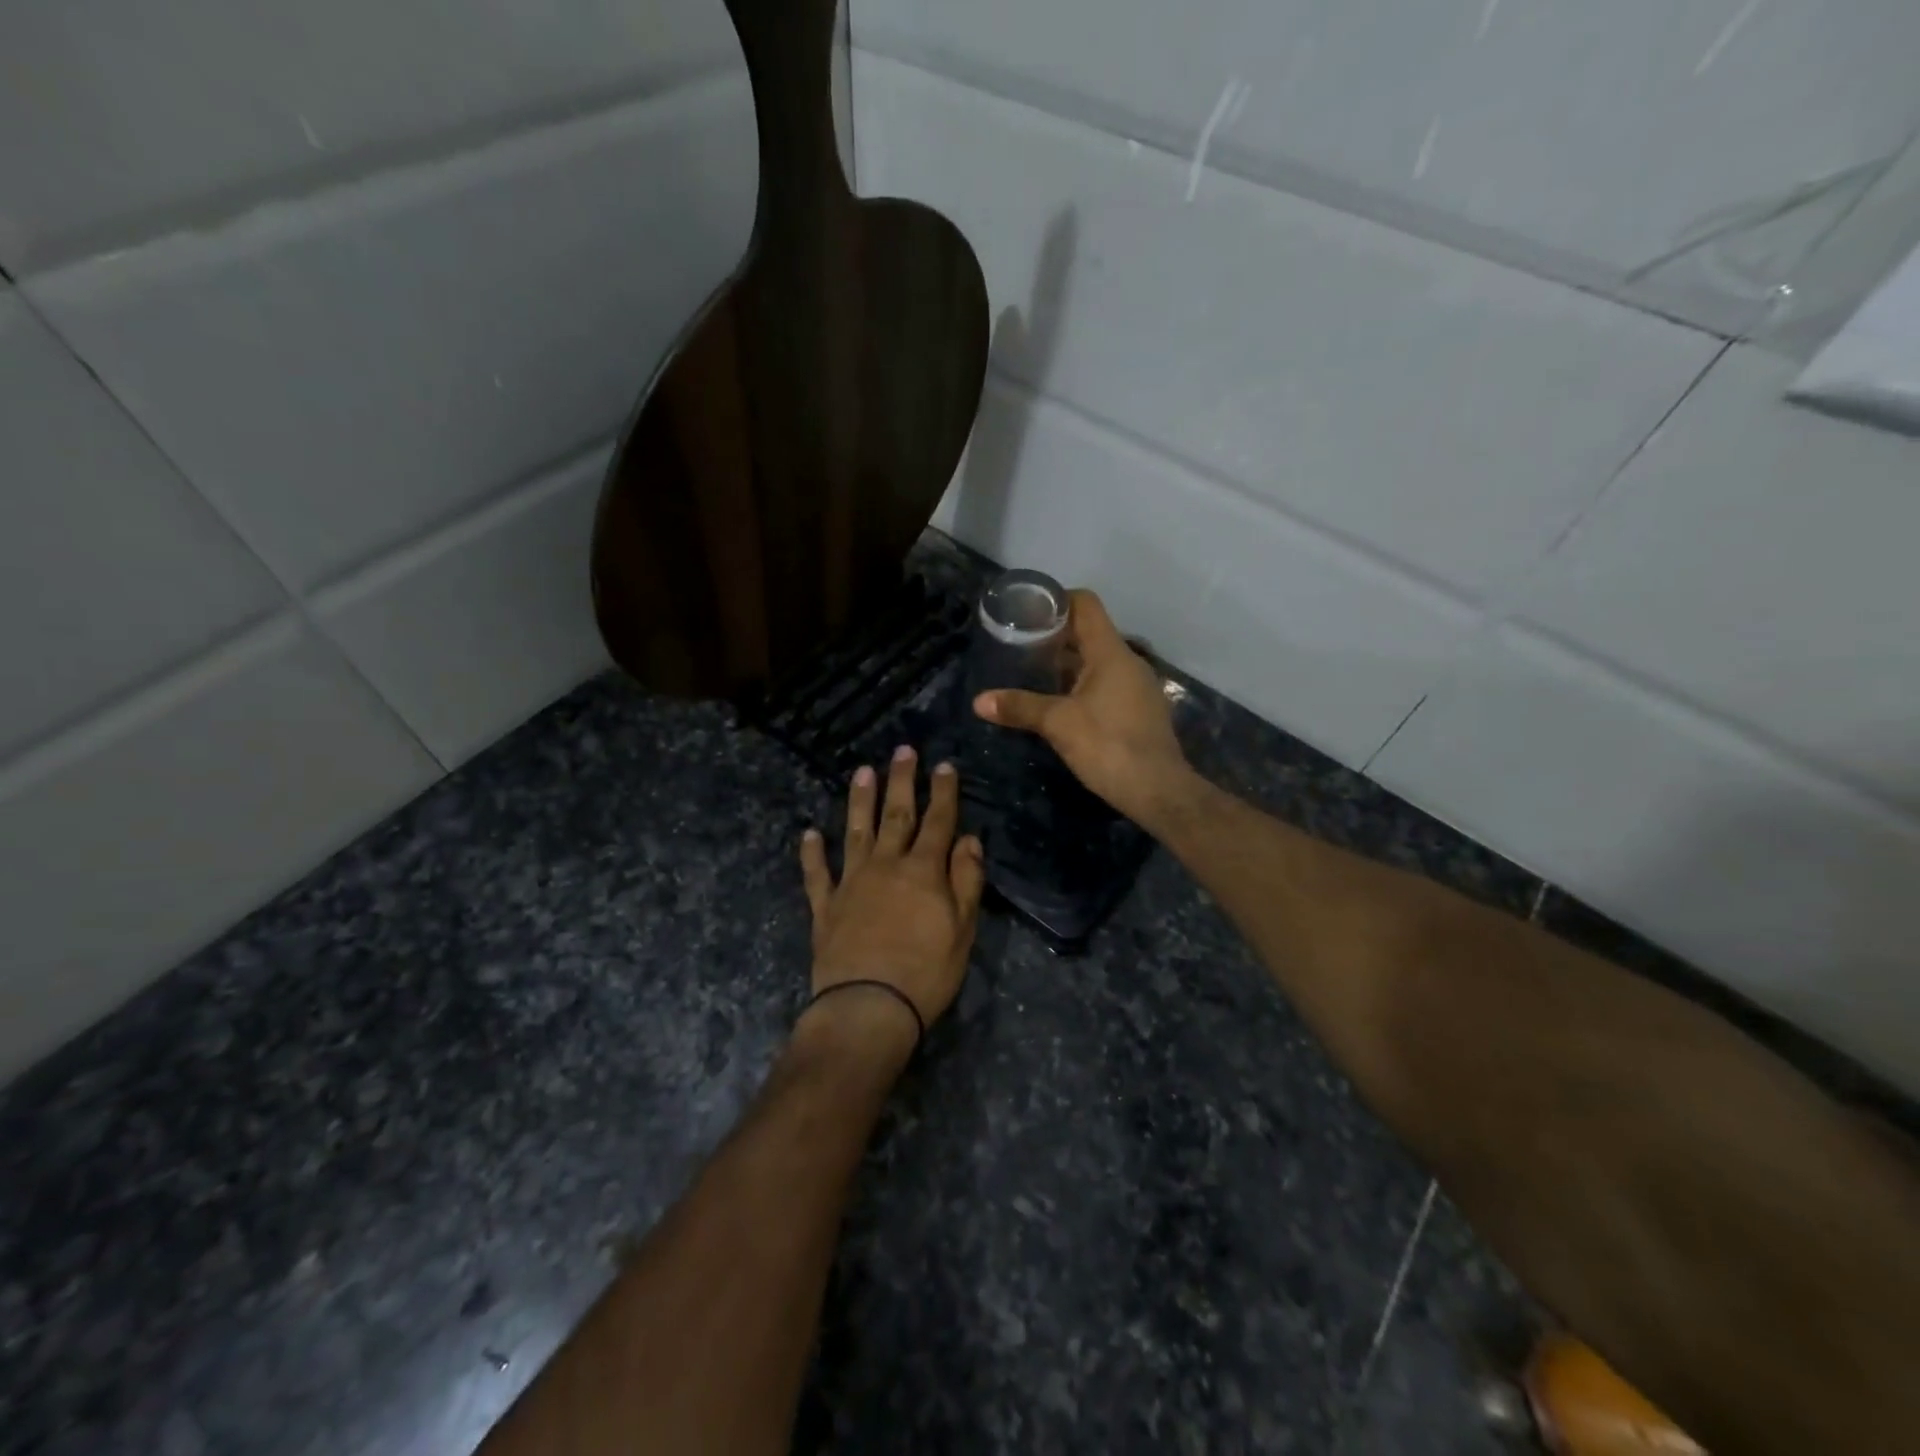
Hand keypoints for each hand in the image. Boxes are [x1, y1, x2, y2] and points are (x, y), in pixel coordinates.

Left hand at [799, 748, 985, 1054]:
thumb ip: (966, 880)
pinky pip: (817, 874)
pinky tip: (809, 833)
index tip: (944, 765)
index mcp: (923, 870)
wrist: (868, 1007)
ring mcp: (851, 883)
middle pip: (895, 815)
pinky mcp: (826, 907)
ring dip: (859, 801)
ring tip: (861, 772)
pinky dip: (812, 853)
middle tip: (902, 751)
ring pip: (855, 832)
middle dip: (901, 781)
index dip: (943, 792)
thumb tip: (969, 839)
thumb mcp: (963, 929)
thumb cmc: (926, 972)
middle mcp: (885, 865)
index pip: (937, 822)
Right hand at [973, 589, 1195, 830]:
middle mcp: (1128, 662)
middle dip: (1055, 637)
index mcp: (1111, 653)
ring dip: (1068, 665)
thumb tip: (979, 701)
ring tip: (1033, 674)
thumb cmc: (1108, 745)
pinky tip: (1061, 705)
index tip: (1028, 611)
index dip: (1057, 600)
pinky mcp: (1140, 711)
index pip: (1086, 605)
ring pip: (1098, 662)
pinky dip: (1082, 686)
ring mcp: (1137, 687)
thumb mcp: (1058, 724)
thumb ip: (1019, 707)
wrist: (1158, 790)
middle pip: (1089, 633)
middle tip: (1019, 645)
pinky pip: (1107, 685)